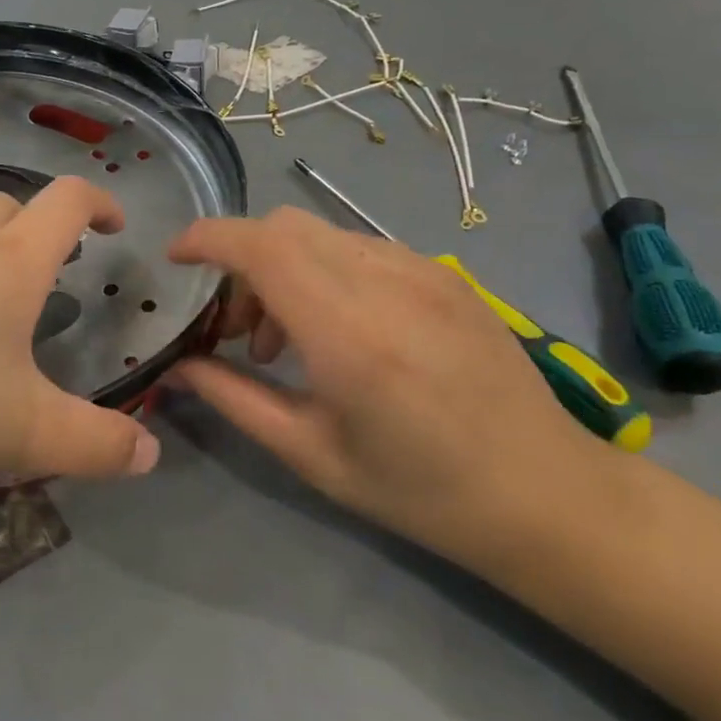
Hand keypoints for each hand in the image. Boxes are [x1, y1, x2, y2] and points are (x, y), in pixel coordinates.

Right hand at [166, 208, 607, 561]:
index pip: (261, 246)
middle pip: (284, 227)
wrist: (545, 493)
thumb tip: (176, 365)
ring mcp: (422, 270)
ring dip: (282, 268)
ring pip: (320, 234)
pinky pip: (359, 248)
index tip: (176, 259)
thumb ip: (233, 397)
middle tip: (234, 329)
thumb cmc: (418, 489)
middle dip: (240, 261)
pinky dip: (323, 271)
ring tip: (287, 340)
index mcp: (348, 332)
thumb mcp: (310, 453)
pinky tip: (339, 329)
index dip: (207, 238)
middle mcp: (385, 282)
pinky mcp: (444, 273)